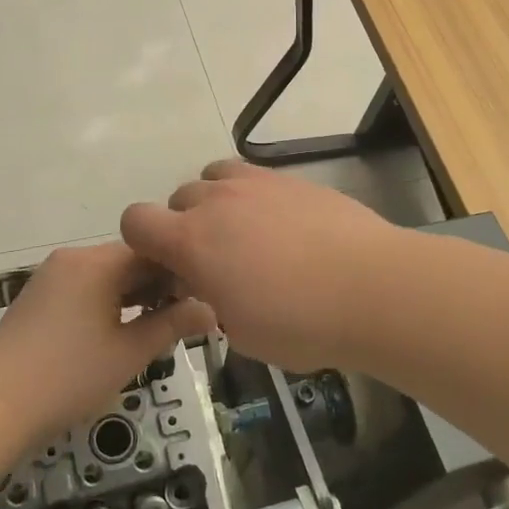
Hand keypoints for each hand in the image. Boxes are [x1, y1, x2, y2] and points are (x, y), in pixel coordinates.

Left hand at [0, 244, 214, 442]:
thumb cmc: (68, 377)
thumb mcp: (129, 353)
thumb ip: (172, 326)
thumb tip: (211, 310)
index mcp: (98, 262)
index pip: (154, 251)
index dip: (182, 273)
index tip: (202, 301)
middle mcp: (74, 257)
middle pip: (129, 260)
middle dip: (158, 286)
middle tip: (183, 320)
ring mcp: (52, 275)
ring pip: (107, 274)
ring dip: (133, 295)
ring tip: (155, 327)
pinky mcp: (39, 295)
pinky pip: (85, 286)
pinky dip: (107, 301)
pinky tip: (118, 330)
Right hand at [121, 160, 410, 373]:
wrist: (372, 288)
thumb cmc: (300, 323)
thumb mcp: (240, 332)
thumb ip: (210, 301)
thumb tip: (211, 285)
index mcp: (192, 241)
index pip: (135, 221)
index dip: (142, 244)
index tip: (169, 270)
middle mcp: (216, 201)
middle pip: (177, 198)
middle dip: (184, 227)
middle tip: (215, 262)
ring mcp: (257, 184)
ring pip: (214, 177)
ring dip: (217, 202)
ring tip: (245, 235)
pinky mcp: (292, 179)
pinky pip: (254, 176)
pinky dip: (253, 196)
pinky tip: (282, 226)